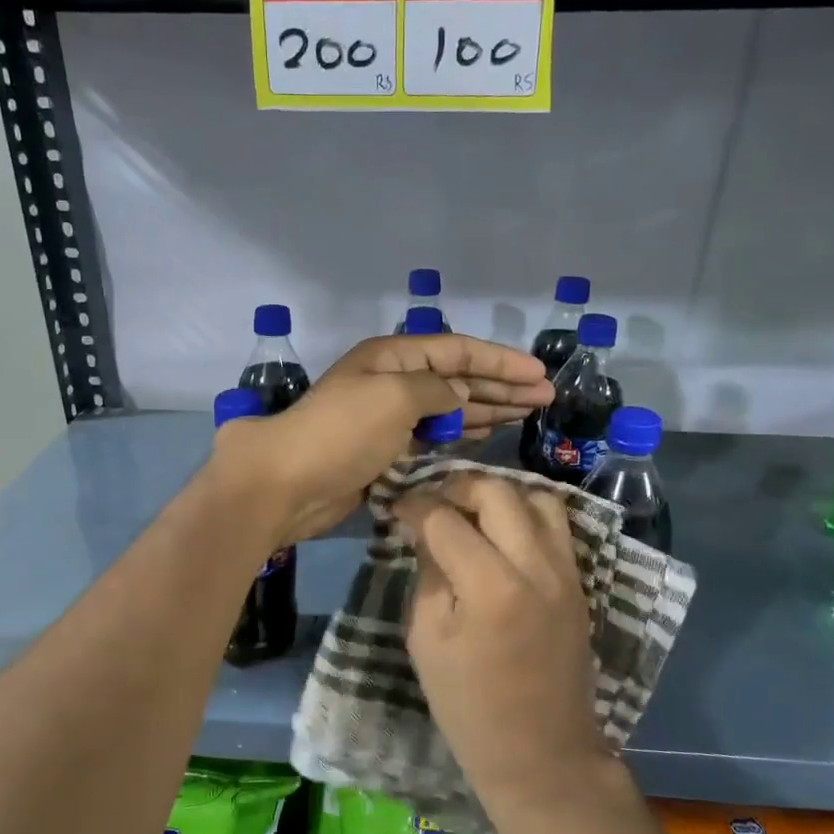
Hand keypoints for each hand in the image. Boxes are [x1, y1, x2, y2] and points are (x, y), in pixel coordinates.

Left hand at [211, 334, 552, 545]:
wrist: (288, 483)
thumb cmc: (342, 432)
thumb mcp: (395, 397)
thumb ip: (436, 391)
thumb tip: (456, 397)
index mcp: (393, 357)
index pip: (458, 350)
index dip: (501, 359)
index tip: (539, 372)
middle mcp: (394, 381)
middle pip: (458, 377)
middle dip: (502, 385)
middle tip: (546, 397)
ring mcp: (390, 417)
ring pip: (449, 406)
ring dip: (488, 407)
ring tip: (528, 412)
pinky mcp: (387, 450)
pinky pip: (434, 434)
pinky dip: (461, 432)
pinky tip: (487, 432)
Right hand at [392, 472, 608, 814]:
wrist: (543, 753)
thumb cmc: (469, 707)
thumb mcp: (427, 641)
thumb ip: (428, 573)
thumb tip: (422, 527)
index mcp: (490, 587)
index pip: (445, 519)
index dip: (414, 505)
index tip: (396, 506)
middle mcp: (535, 566)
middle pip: (497, 491)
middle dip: (457, 486)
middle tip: (432, 503)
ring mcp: (566, 571)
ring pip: (537, 497)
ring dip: (498, 494)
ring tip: (470, 512)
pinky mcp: (579, 581)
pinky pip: (556, 525)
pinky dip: (525, 514)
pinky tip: (500, 533)